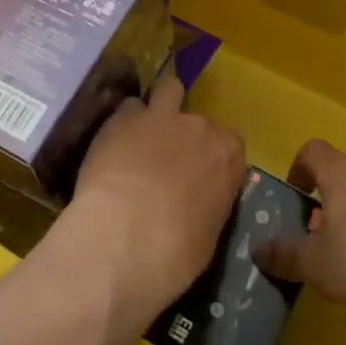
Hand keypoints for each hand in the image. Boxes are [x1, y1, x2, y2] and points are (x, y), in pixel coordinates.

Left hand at [52, 75, 245, 324]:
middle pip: (197, 121)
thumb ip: (209, 202)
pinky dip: (125, 122)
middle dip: (184, 137)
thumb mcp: (209, 234)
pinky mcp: (121, 118)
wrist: (122, 240)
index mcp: (227, 156)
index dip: (213, 157)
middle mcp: (198, 127)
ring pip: (168, 91)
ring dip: (160, 108)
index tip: (201, 175)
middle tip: (167, 163)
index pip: (230, 143)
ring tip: (144, 132)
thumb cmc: (174, 253)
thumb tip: (196, 201)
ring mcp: (159, 117)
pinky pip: (128, 108)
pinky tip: (114, 142)